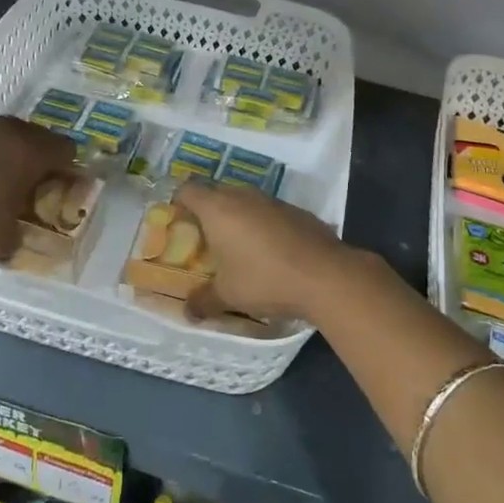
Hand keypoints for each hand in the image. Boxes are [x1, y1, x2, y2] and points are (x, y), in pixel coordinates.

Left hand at [0, 116, 75, 259]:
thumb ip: (9, 238)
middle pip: (37, 137)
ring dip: (2, 149)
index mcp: (39, 151)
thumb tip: (8, 256)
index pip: (68, 150)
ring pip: (4, 132)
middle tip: (24, 180)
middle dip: (33, 157)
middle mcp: (18, 130)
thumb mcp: (0, 226)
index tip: (57, 182)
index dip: (65, 166)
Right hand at [173, 180, 365, 324]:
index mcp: (218, 208)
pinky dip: (263, 226)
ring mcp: (272, 200)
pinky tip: (270, 252)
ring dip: (238, 218)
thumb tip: (188, 312)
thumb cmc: (264, 280)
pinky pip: (269, 212)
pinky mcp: (296, 211)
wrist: (325, 275)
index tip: (178, 223)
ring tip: (237, 248)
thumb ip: (203, 301)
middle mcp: (243, 196)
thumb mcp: (228, 296)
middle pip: (216, 193)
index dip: (179, 202)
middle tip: (205, 240)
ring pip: (245, 201)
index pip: (188, 190)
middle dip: (208, 212)